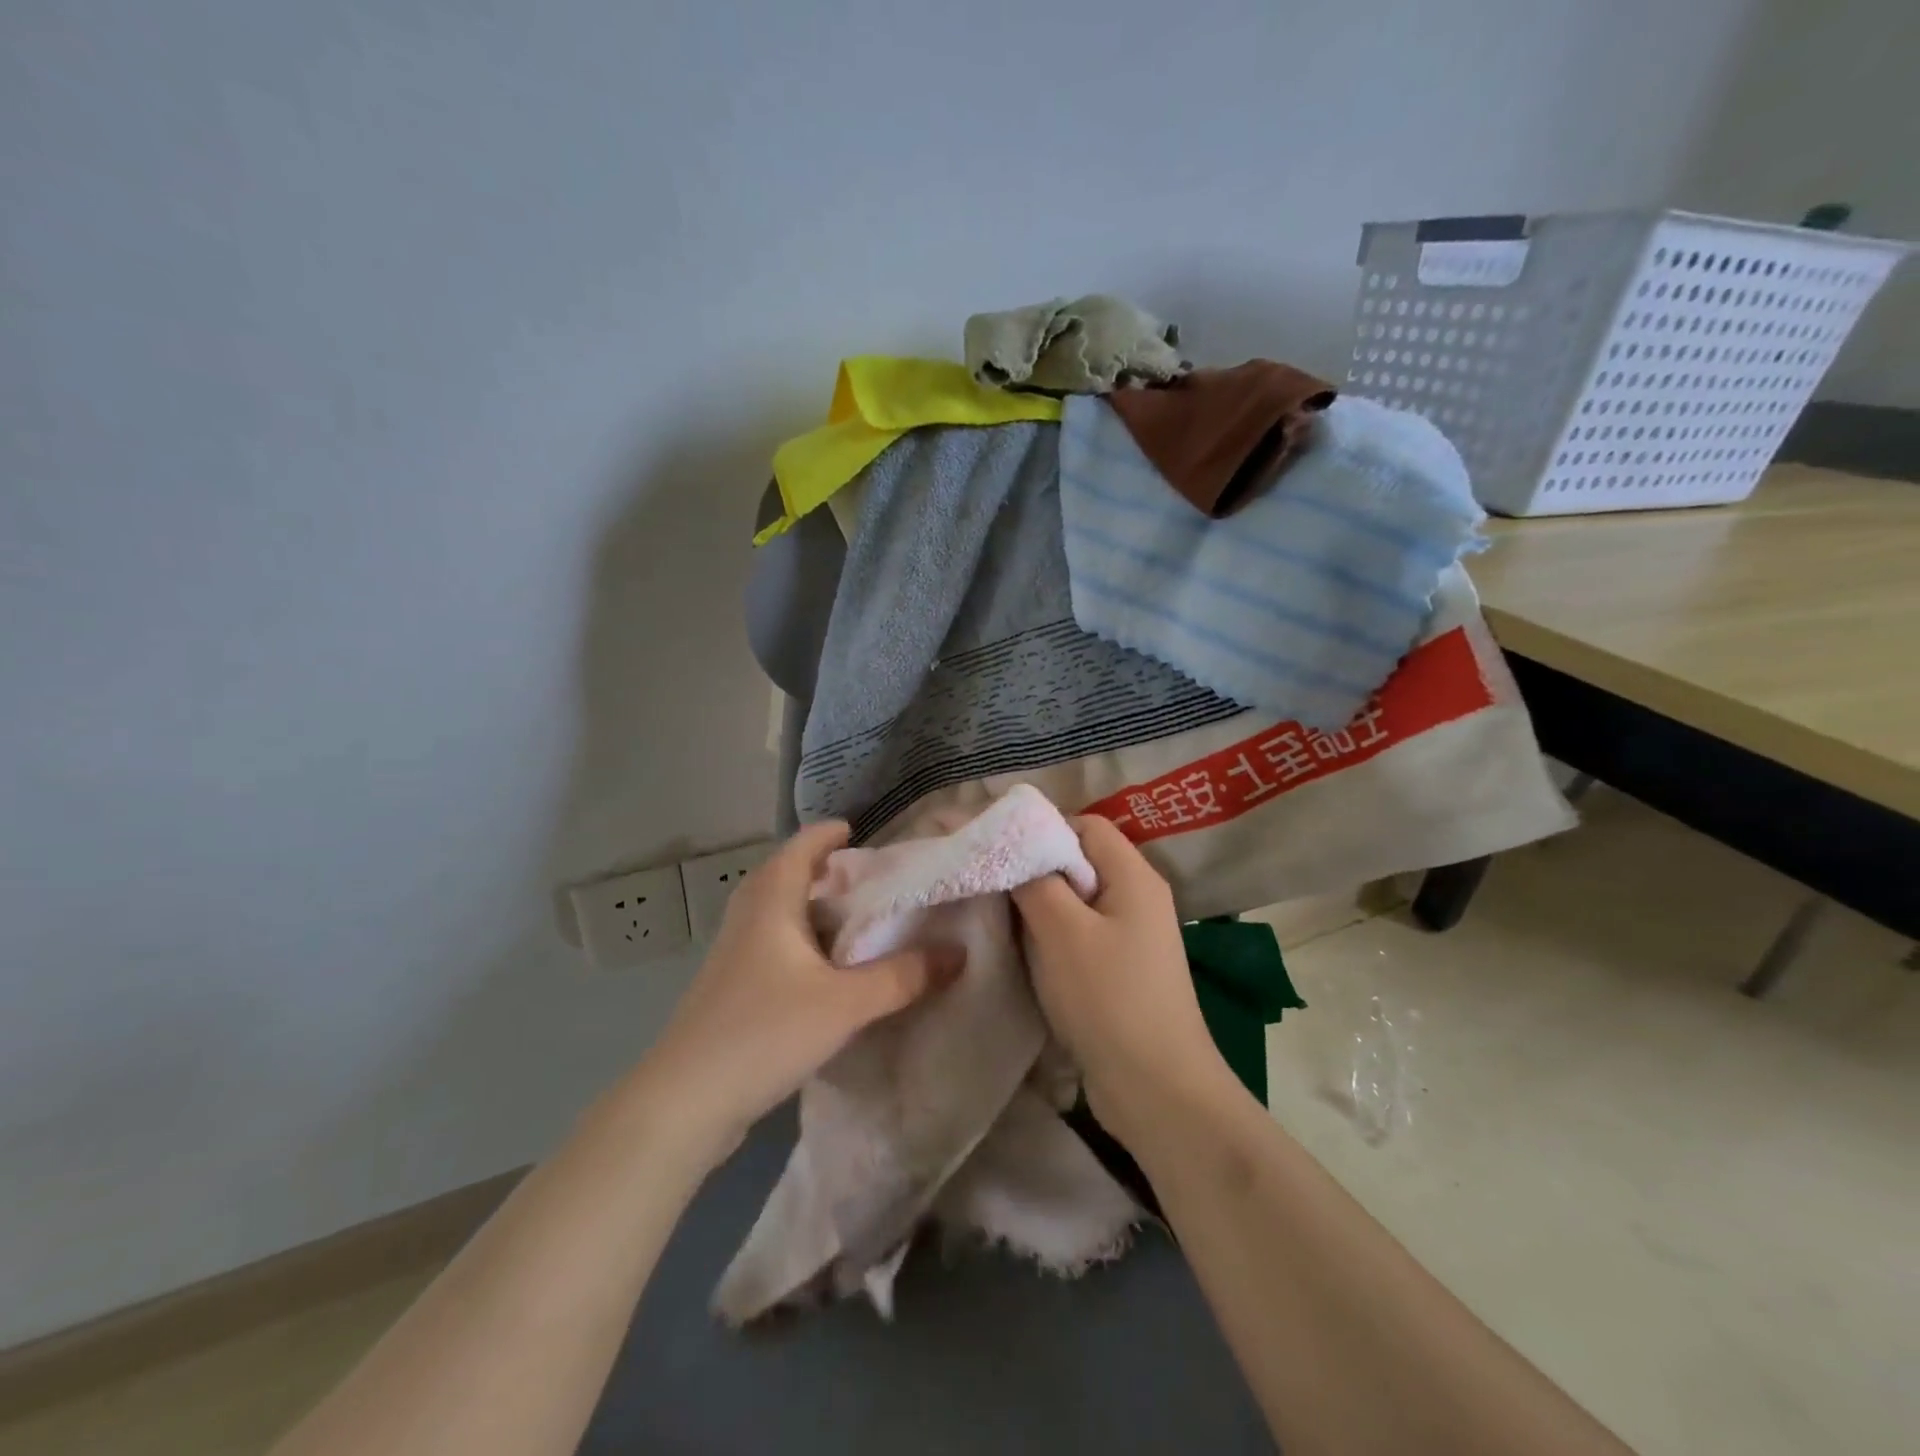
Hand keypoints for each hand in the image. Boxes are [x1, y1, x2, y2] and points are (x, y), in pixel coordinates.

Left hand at [635, 821, 962, 1162]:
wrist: (685, 1101)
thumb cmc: (765, 1032)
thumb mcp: (846, 1003)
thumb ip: (903, 977)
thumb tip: (958, 953)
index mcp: (771, 901)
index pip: (801, 848)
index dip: (827, 834)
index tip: (857, 831)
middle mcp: (747, 917)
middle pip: (784, 875)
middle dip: (821, 870)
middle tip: (863, 879)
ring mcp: (732, 954)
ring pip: (775, 913)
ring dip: (809, 907)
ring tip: (850, 920)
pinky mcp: (728, 988)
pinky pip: (770, 944)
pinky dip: (798, 940)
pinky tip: (823, 971)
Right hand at [1011, 816, 1230, 1141]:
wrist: (1157, 1090)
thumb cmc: (1109, 999)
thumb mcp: (1062, 932)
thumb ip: (1034, 881)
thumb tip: (1012, 849)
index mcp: (1134, 876)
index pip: (1085, 825)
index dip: (1042, 829)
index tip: (998, 849)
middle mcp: (1138, 897)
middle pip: (1080, 860)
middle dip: (1034, 868)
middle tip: (990, 881)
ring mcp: (1131, 936)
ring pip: (1076, 900)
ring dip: (1039, 905)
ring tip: (997, 915)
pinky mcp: (1121, 969)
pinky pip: (1080, 933)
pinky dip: (1051, 935)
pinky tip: (1022, 950)